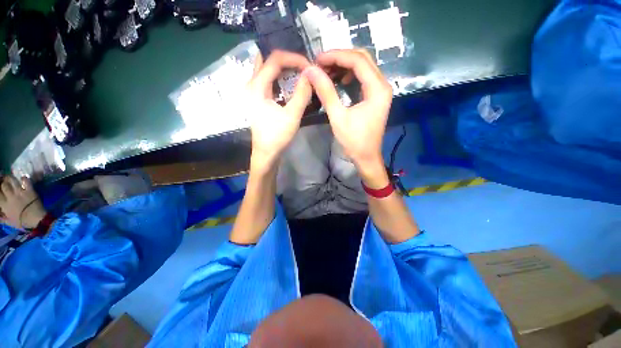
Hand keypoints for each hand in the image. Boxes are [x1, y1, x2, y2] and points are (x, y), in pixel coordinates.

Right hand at [0, 176, 46, 228]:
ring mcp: (20, 193)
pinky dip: (24, 178)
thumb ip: (2, 218)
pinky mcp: (29, 191)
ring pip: (12, 181)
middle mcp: (11, 197)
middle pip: (3, 185)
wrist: (36, 219)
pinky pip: (26, 181)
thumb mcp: (9, 222)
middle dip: (3, 182)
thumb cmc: (22, 222)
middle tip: (4, 181)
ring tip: (10, 178)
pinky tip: (22, 179)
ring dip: (10, 178)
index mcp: (4, 205)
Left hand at [245, 50, 311, 171]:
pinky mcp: (257, 98)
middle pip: (266, 59)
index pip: (275, 59)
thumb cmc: (277, 136)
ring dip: (282, 67)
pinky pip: (267, 79)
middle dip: (286, 59)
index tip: (309, 68)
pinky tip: (290, 82)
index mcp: (257, 86)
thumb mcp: (292, 116)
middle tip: (303, 65)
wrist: (266, 153)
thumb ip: (302, 94)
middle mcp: (251, 84)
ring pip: (266, 68)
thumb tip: (311, 74)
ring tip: (299, 71)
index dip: (294, 58)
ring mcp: (253, 91)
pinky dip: (279, 76)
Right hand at [302, 49, 391, 177]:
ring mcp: (380, 90)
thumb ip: (326, 92)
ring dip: (344, 65)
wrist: (366, 157)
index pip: (358, 61)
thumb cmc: (354, 141)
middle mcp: (383, 85)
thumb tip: (311, 71)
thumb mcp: (338, 117)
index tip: (318, 60)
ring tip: (327, 70)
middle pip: (363, 58)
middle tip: (321, 64)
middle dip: (340, 57)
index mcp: (377, 89)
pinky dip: (350, 74)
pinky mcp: (376, 96)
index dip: (336, 56)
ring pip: (364, 66)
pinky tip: (339, 79)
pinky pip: (363, 77)